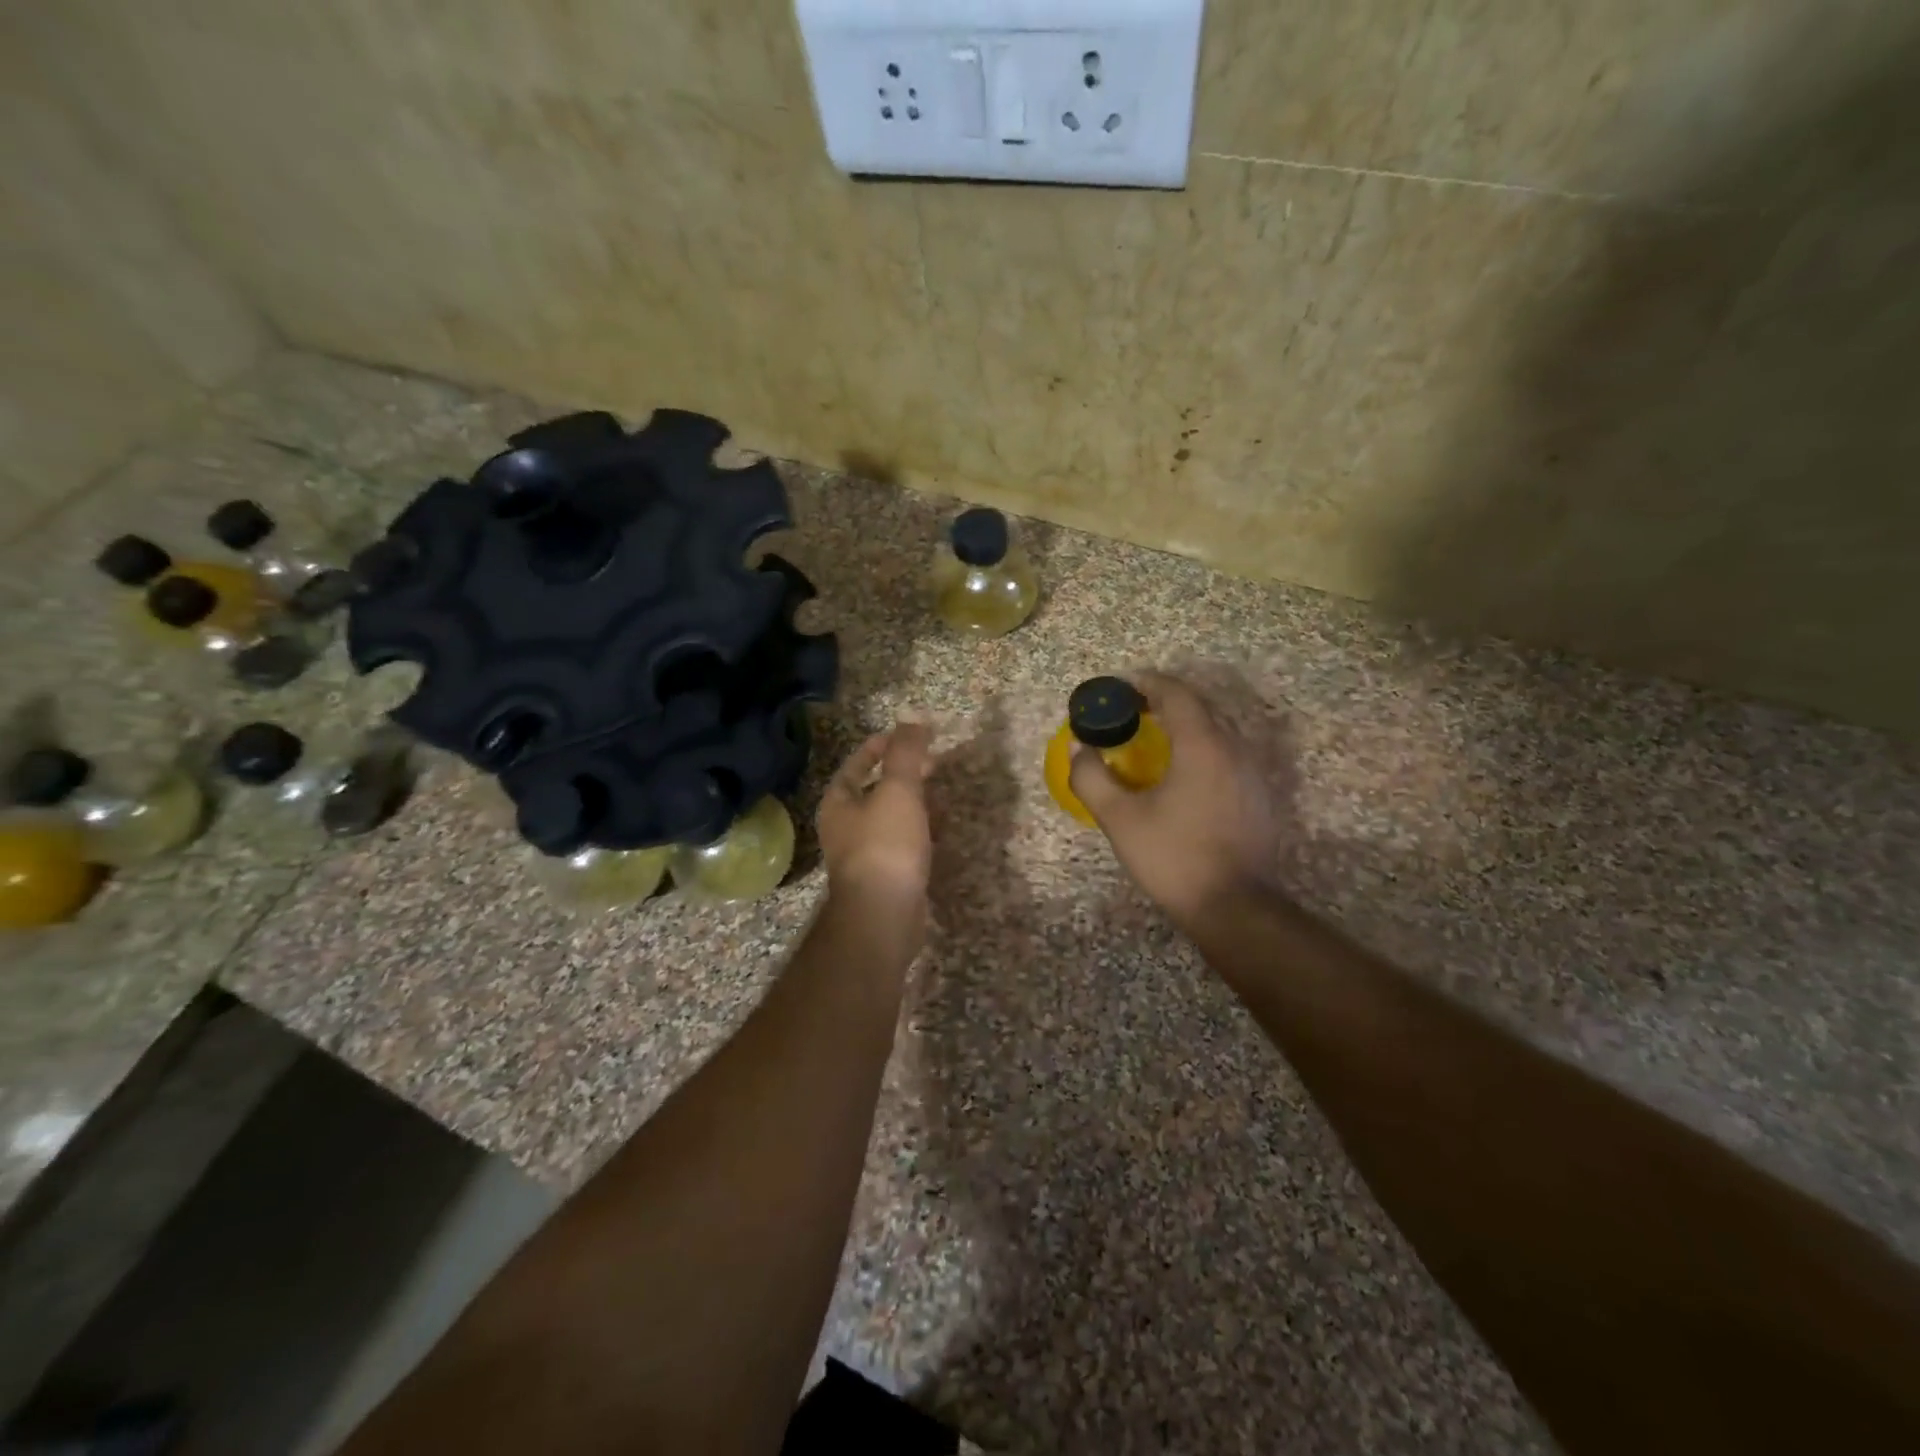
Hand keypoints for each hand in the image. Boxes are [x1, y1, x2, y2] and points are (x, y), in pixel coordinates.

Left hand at [818, 721, 933, 933]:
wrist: (884, 916)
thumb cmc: (885, 846)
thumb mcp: (898, 790)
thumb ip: (906, 753)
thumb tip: (914, 720)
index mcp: (838, 802)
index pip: (857, 763)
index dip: (881, 745)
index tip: (909, 735)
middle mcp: (844, 827)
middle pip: (872, 790)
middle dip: (901, 774)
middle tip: (931, 762)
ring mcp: (862, 855)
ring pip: (888, 817)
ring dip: (912, 802)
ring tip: (939, 791)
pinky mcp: (883, 877)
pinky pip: (901, 843)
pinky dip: (919, 830)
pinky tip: (939, 830)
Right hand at [1068, 671, 1278, 925]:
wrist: (1234, 907)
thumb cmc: (1173, 857)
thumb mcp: (1120, 819)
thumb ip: (1091, 777)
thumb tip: (1080, 748)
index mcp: (1202, 745)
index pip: (1176, 693)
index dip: (1146, 683)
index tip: (1120, 688)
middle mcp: (1234, 748)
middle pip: (1198, 708)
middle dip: (1162, 702)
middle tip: (1130, 713)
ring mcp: (1252, 773)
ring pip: (1215, 732)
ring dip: (1182, 726)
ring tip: (1151, 740)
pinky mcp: (1258, 796)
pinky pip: (1226, 756)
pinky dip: (1199, 750)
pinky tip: (1180, 776)